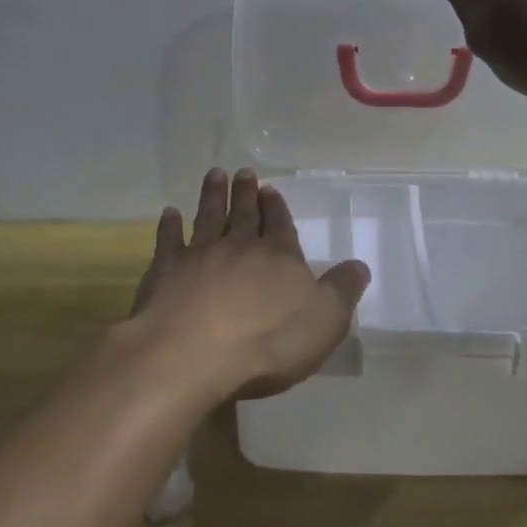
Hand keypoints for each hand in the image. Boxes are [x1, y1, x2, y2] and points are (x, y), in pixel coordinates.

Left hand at [130, 168, 370, 400]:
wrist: (192, 353)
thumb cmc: (267, 341)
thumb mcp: (324, 321)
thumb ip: (342, 291)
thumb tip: (360, 265)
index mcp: (279, 256)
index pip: (280, 224)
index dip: (277, 207)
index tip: (270, 189)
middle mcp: (239, 246)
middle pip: (244, 214)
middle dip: (246, 193)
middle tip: (244, 173)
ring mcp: (200, 255)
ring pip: (209, 217)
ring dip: (213, 196)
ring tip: (215, 174)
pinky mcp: (166, 270)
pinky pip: (168, 241)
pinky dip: (169, 226)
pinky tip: (169, 213)